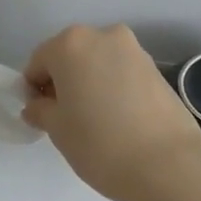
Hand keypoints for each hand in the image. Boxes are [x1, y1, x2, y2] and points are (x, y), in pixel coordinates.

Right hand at [22, 24, 200, 200]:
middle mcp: (103, 36)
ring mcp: (134, 50)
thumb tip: (38, 106)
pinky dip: (113, 88)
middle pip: (71, 56)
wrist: (167, 164)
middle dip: (63, 81)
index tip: (39, 115)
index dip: (33, 88)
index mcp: (71, 44)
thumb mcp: (57, 129)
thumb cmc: (99, 143)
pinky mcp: (157, 69)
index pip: (39, 61)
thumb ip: (41, 110)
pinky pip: (122, 73)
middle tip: (66, 117)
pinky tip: (118, 119)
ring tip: (95, 120)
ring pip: (99, 63)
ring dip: (90, 83)